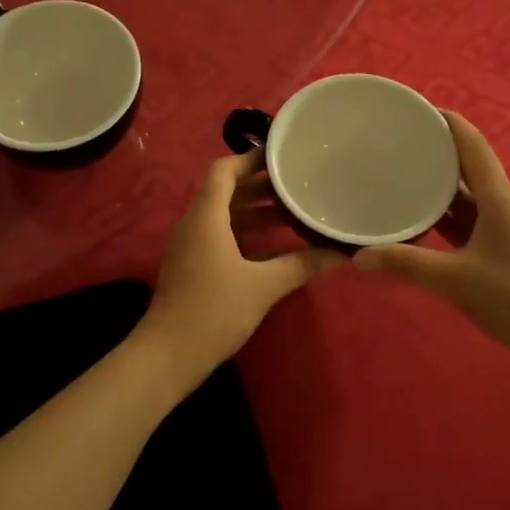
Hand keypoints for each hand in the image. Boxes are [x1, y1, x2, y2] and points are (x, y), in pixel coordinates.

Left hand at [139, 150, 344, 380]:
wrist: (169, 354)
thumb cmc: (213, 310)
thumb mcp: (263, 286)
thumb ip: (301, 265)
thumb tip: (341, 254)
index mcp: (206, 216)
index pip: (224, 170)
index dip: (250, 158)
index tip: (282, 156)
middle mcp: (195, 223)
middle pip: (227, 192)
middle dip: (262, 186)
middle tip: (299, 183)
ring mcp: (192, 246)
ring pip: (226, 216)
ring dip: (256, 211)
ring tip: (295, 211)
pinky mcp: (194, 266)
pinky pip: (222, 236)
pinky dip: (247, 233)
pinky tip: (277, 245)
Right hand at [353, 112, 509, 358]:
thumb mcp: (457, 280)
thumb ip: (406, 265)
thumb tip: (357, 256)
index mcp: (498, 199)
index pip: (472, 146)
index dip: (448, 122)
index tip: (416, 108)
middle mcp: (502, 206)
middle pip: (467, 167)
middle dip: (435, 151)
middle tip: (396, 142)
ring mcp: (503, 229)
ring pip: (467, 197)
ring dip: (438, 185)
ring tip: (400, 175)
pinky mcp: (501, 251)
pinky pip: (467, 222)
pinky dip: (444, 215)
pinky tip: (420, 221)